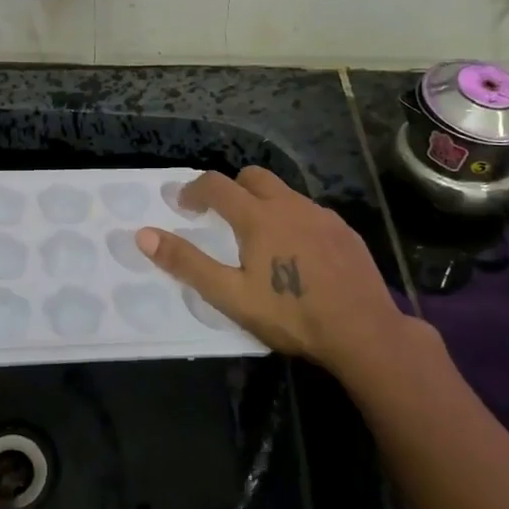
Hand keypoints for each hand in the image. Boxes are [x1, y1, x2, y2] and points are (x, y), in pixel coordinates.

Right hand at [136, 167, 411, 369]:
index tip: (183, 205)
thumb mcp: (230, 296)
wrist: (364, 332)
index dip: (193, 190)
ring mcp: (321, 215)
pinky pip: (310, 211)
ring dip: (263, 203)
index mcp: (257, 217)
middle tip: (221, 216)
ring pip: (284, 193)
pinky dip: (293, 219)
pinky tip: (298, 253)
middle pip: (253, 176)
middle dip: (231, 188)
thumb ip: (187, 263)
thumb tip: (144, 235)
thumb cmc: (291, 315)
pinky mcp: (344, 231)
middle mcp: (289, 204)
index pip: (216, 185)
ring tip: (260, 238)